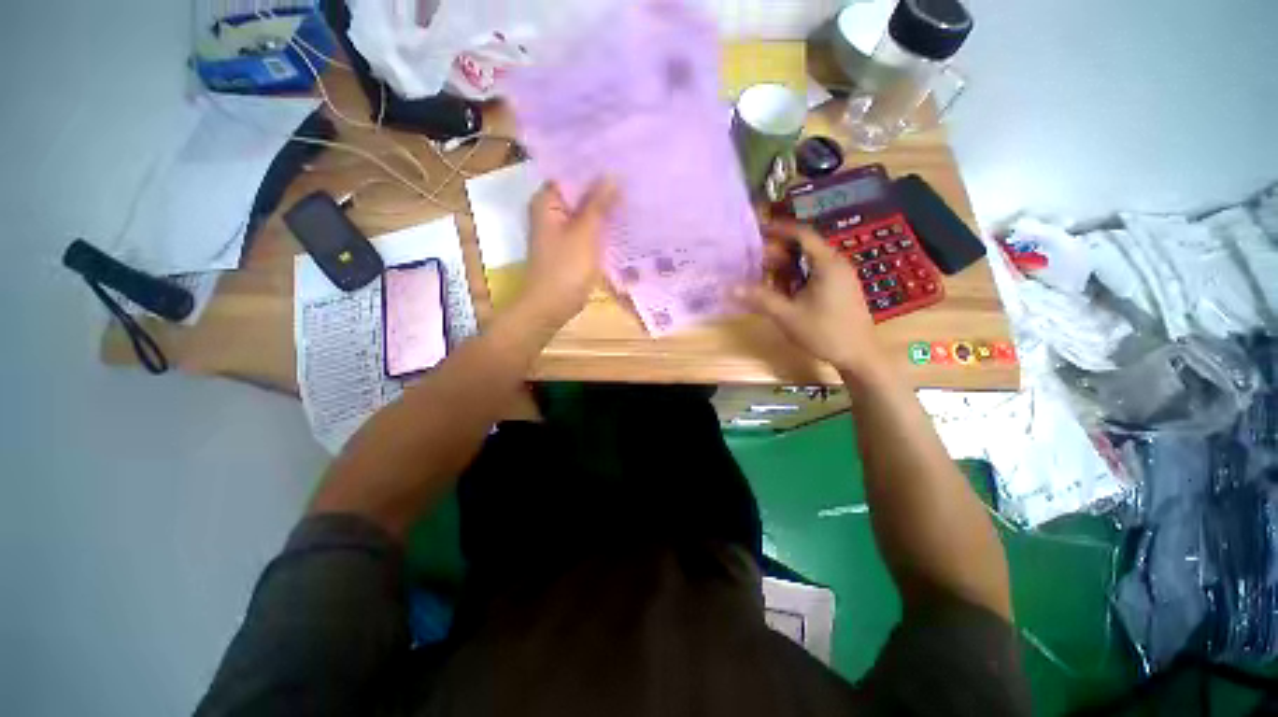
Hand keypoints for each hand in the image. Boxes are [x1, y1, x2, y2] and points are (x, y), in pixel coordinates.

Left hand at [516, 179, 618, 329]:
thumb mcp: (585, 233)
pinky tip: (623, 223)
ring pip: (586, 213)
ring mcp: (561, 231)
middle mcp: (551, 212)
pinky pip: (588, 231)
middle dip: (603, 189)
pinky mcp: (571, 247)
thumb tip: (613, 176)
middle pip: (579, 193)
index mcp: (547, 202)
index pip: (571, 172)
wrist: (551, 306)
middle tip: (633, 178)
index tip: (620, 159)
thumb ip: (598, 204)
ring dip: (605, 209)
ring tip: (633, 196)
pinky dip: (602, 228)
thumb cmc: (565, 268)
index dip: (594, 167)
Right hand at [736, 220, 884, 379]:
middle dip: (779, 252)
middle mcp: (836, 264)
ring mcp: (840, 277)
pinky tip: (783, 291)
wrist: (858, 355)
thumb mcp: (788, 315)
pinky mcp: (840, 289)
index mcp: (827, 264)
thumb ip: (760, 299)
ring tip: (764, 276)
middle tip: (755, 260)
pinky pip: (815, 274)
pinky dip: (797, 277)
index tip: (758, 230)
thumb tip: (732, 288)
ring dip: (786, 267)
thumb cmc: (824, 332)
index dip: (780, 230)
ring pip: (809, 263)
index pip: (802, 235)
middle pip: (804, 248)